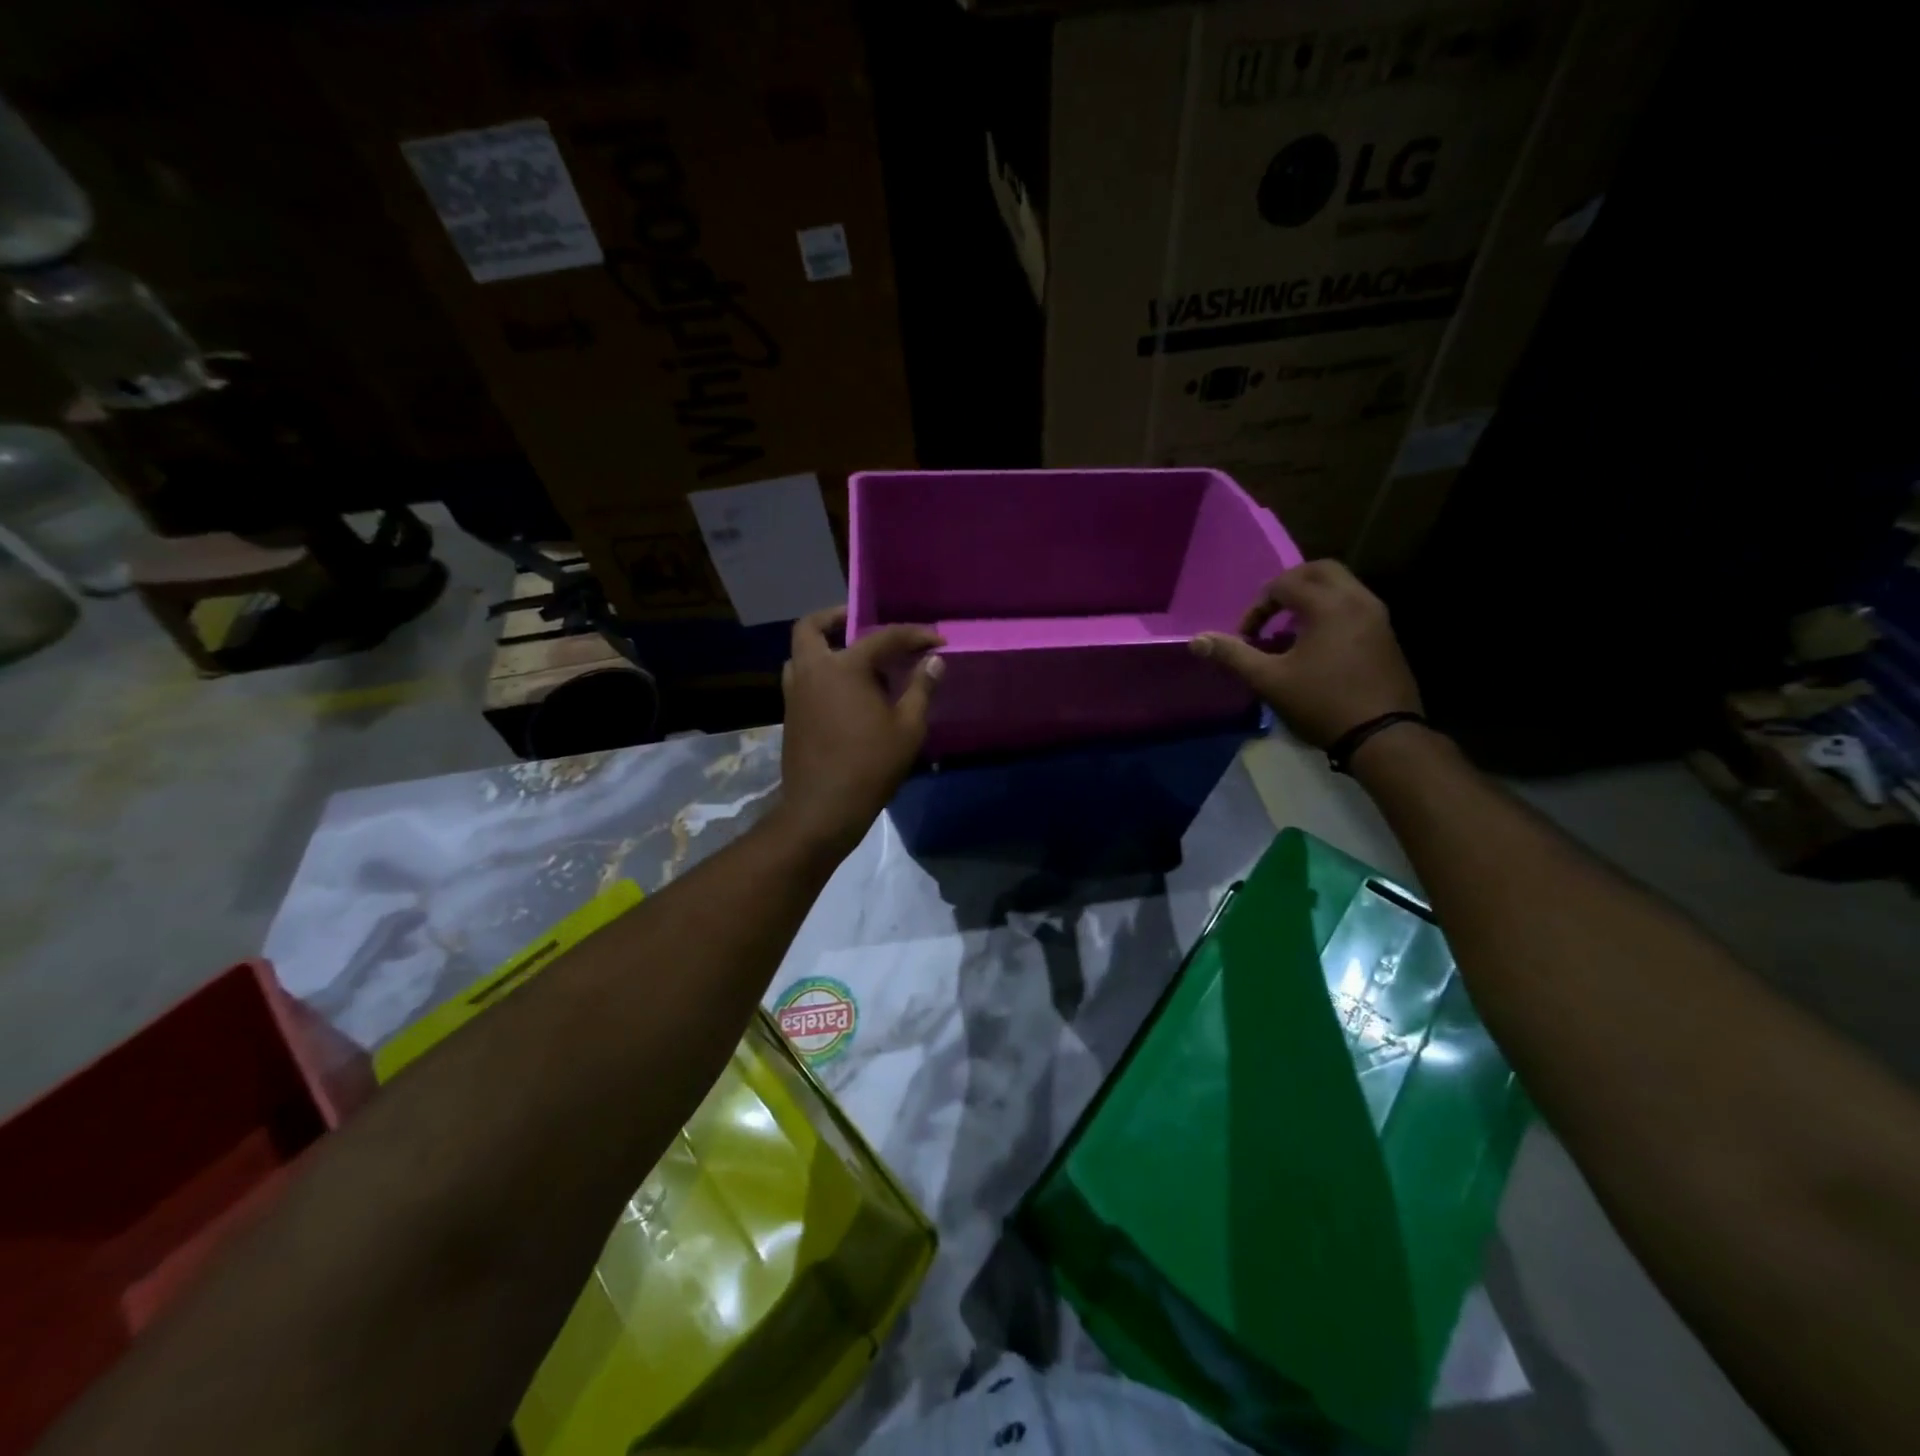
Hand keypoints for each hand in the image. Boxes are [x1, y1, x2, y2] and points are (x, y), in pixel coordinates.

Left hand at [772, 606, 944, 859]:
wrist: (822, 808)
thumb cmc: (870, 765)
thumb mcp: (908, 728)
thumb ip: (920, 688)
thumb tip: (934, 661)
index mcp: (844, 667)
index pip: (883, 637)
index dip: (914, 635)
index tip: (937, 641)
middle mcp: (812, 670)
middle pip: (813, 627)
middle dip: (836, 617)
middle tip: (861, 623)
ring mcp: (795, 692)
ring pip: (801, 652)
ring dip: (824, 645)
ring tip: (855, 659)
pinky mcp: (790, 714)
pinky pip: (802, 677)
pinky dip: (820, 671)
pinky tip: (845, 690)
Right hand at [1190, 560, 1421, 748]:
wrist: (1382, 735)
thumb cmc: (1321, 703)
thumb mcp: (1269, 680)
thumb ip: (1233, 655)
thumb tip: (1196, 641)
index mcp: (1328, 605)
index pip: (1284, 584)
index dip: (1258, 607)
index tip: (1247, 637)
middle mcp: (1357, 599)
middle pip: (1320, 570)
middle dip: (1289, 585)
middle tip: (1270, 612)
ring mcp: (1378, 616)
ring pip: (1342, 586)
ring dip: (1312, 598)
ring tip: (1290, 630)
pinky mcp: (1387, 635)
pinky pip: (1355, 606)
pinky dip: (1331, 611)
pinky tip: (1317, 645)